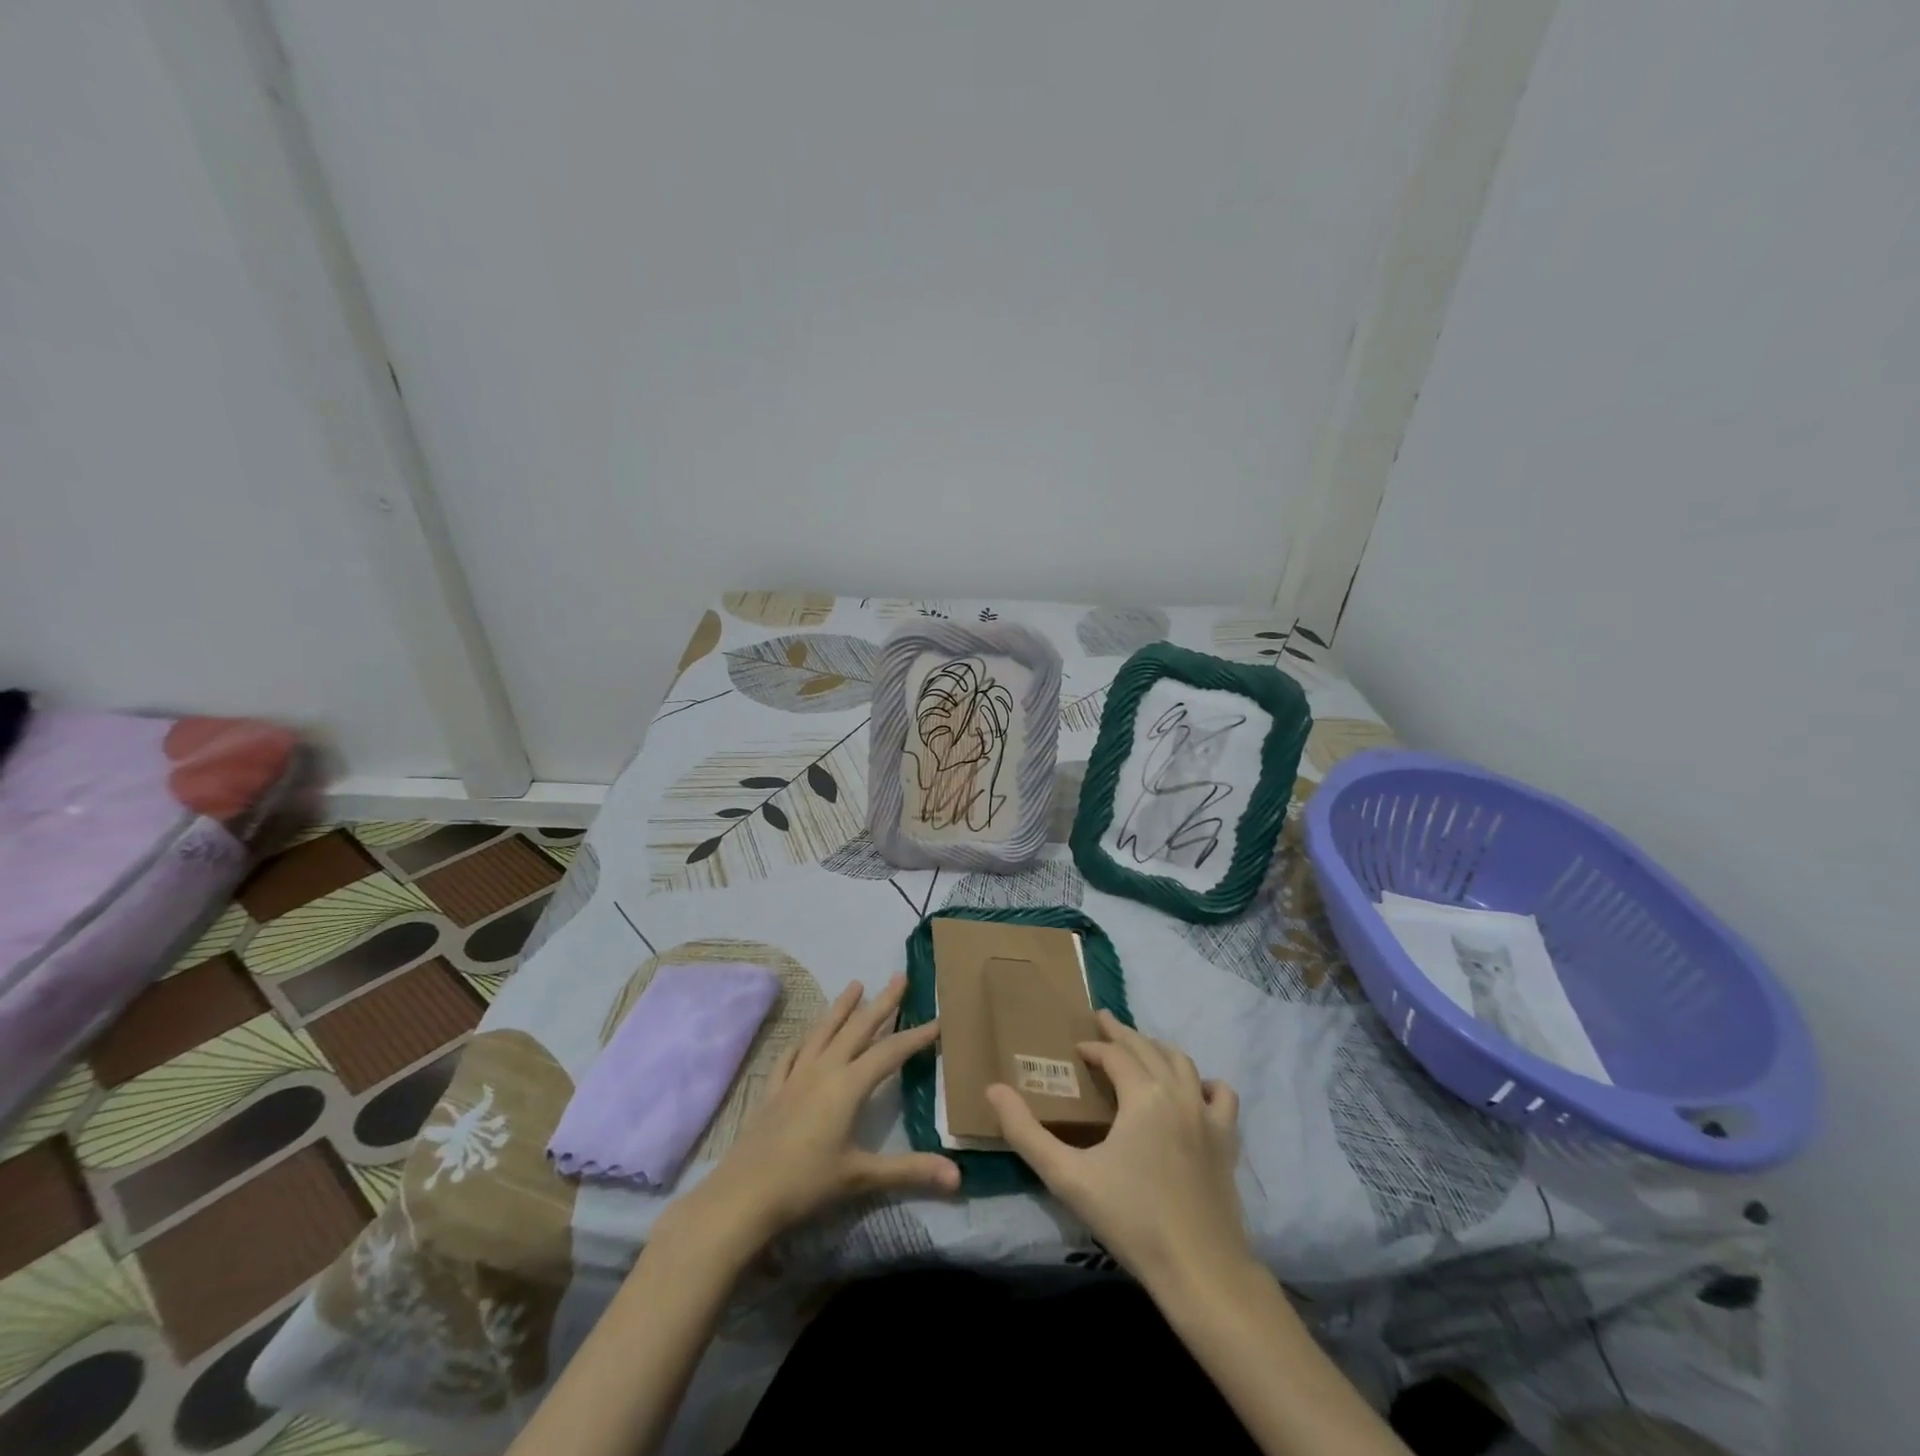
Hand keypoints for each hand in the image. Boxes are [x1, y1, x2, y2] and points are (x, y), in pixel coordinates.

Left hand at [664, 976, 958, 1253]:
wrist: (743, 1196)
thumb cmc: (806, 1183)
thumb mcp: (862, 1177)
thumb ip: (910, 1170)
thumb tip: (959, 1177)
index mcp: (848, 1085)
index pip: (891, 1052)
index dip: (917, 1036)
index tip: (939, 1018)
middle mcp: (824, 1070)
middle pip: (858, 1028)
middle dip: (881, 1003)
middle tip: (899, 976)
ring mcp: (795, 1077)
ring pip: (823, 1032)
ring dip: (841, 1007)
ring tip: (855, 984)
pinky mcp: (773, 1090)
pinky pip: (791, 1055)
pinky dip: (802, 1041)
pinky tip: (804, 1037)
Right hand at [986, 1011, 1252, 1297]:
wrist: (1200, 1271)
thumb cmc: (1131, 1220)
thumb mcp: (1067, 1177)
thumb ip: (1026, 1132)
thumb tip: (994, 1090)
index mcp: (1143, 1095)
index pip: (1115, 1054)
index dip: (1093, 1047)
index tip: (1076, 1049)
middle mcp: (1178, 1092)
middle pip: (1148, 1048)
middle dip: (1123, 1033)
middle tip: (1103, 1021)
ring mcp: (1208, 1115)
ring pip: (1183, 1063)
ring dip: (1158, 1049)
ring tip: (1140, 1049)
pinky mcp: (1227, 1141)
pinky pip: (1221, 1095)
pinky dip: (1205, 1083)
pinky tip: (1194, 1090)